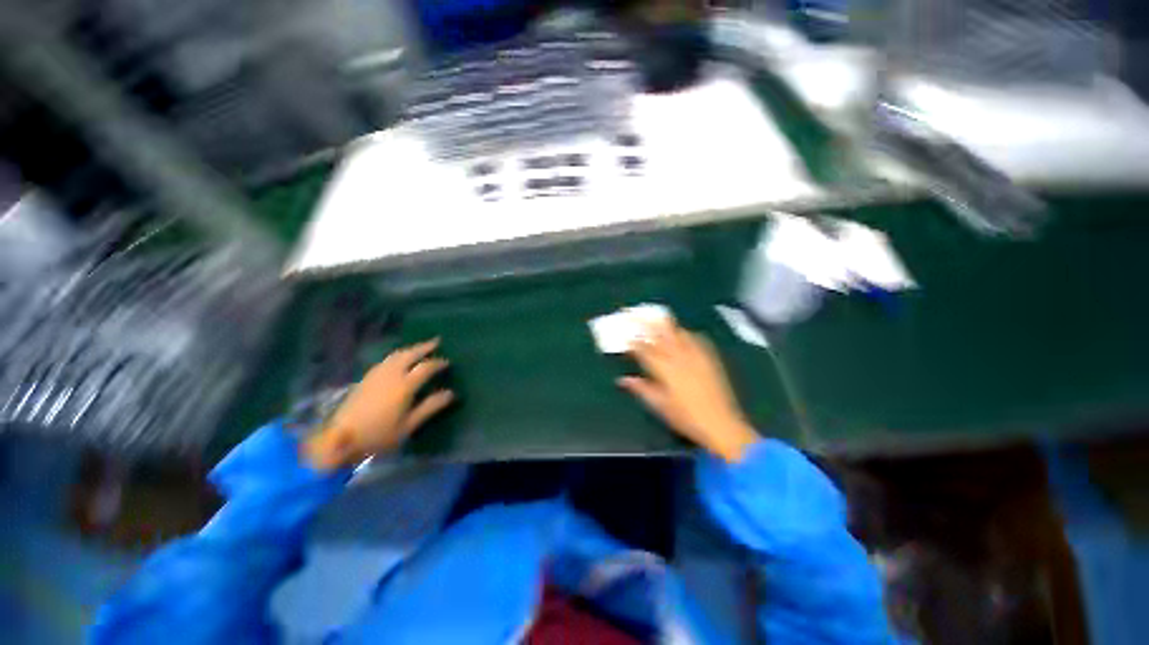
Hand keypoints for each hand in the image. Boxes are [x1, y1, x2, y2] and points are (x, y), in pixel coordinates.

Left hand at [303, 339, 453, 469]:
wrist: (338, 439)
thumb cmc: (378, 435)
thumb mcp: (409, 425)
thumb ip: (430, 407)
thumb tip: (450, 393)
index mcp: (404, 385)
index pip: (426, 367)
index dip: (438, 363)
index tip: (447, 362)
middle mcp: (391, 374)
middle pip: (410, 354)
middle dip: (424, 347)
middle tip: (436, 341)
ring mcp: (376, 375)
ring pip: (396, 355)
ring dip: (410, 349)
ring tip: (419, 348)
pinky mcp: (365, 378)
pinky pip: (386, 360)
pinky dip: (397, 355)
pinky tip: (398, 360)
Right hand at [620, 320, 759, 462]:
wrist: (721, 424)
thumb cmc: (686, 417)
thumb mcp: (659, 405)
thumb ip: (641, 389)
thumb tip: (623, 379)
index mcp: (665, 369)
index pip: (645, 350)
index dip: (633, 343)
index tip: (625, 337)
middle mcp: (679, 357)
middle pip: (660, 334)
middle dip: (647, 323)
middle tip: (637, 314)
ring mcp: (696, 356)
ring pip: (678, 333)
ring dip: (666, 325)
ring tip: (658, 318)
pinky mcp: (709, 358)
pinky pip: (696, 339)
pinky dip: (686, 333)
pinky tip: (683, 333)